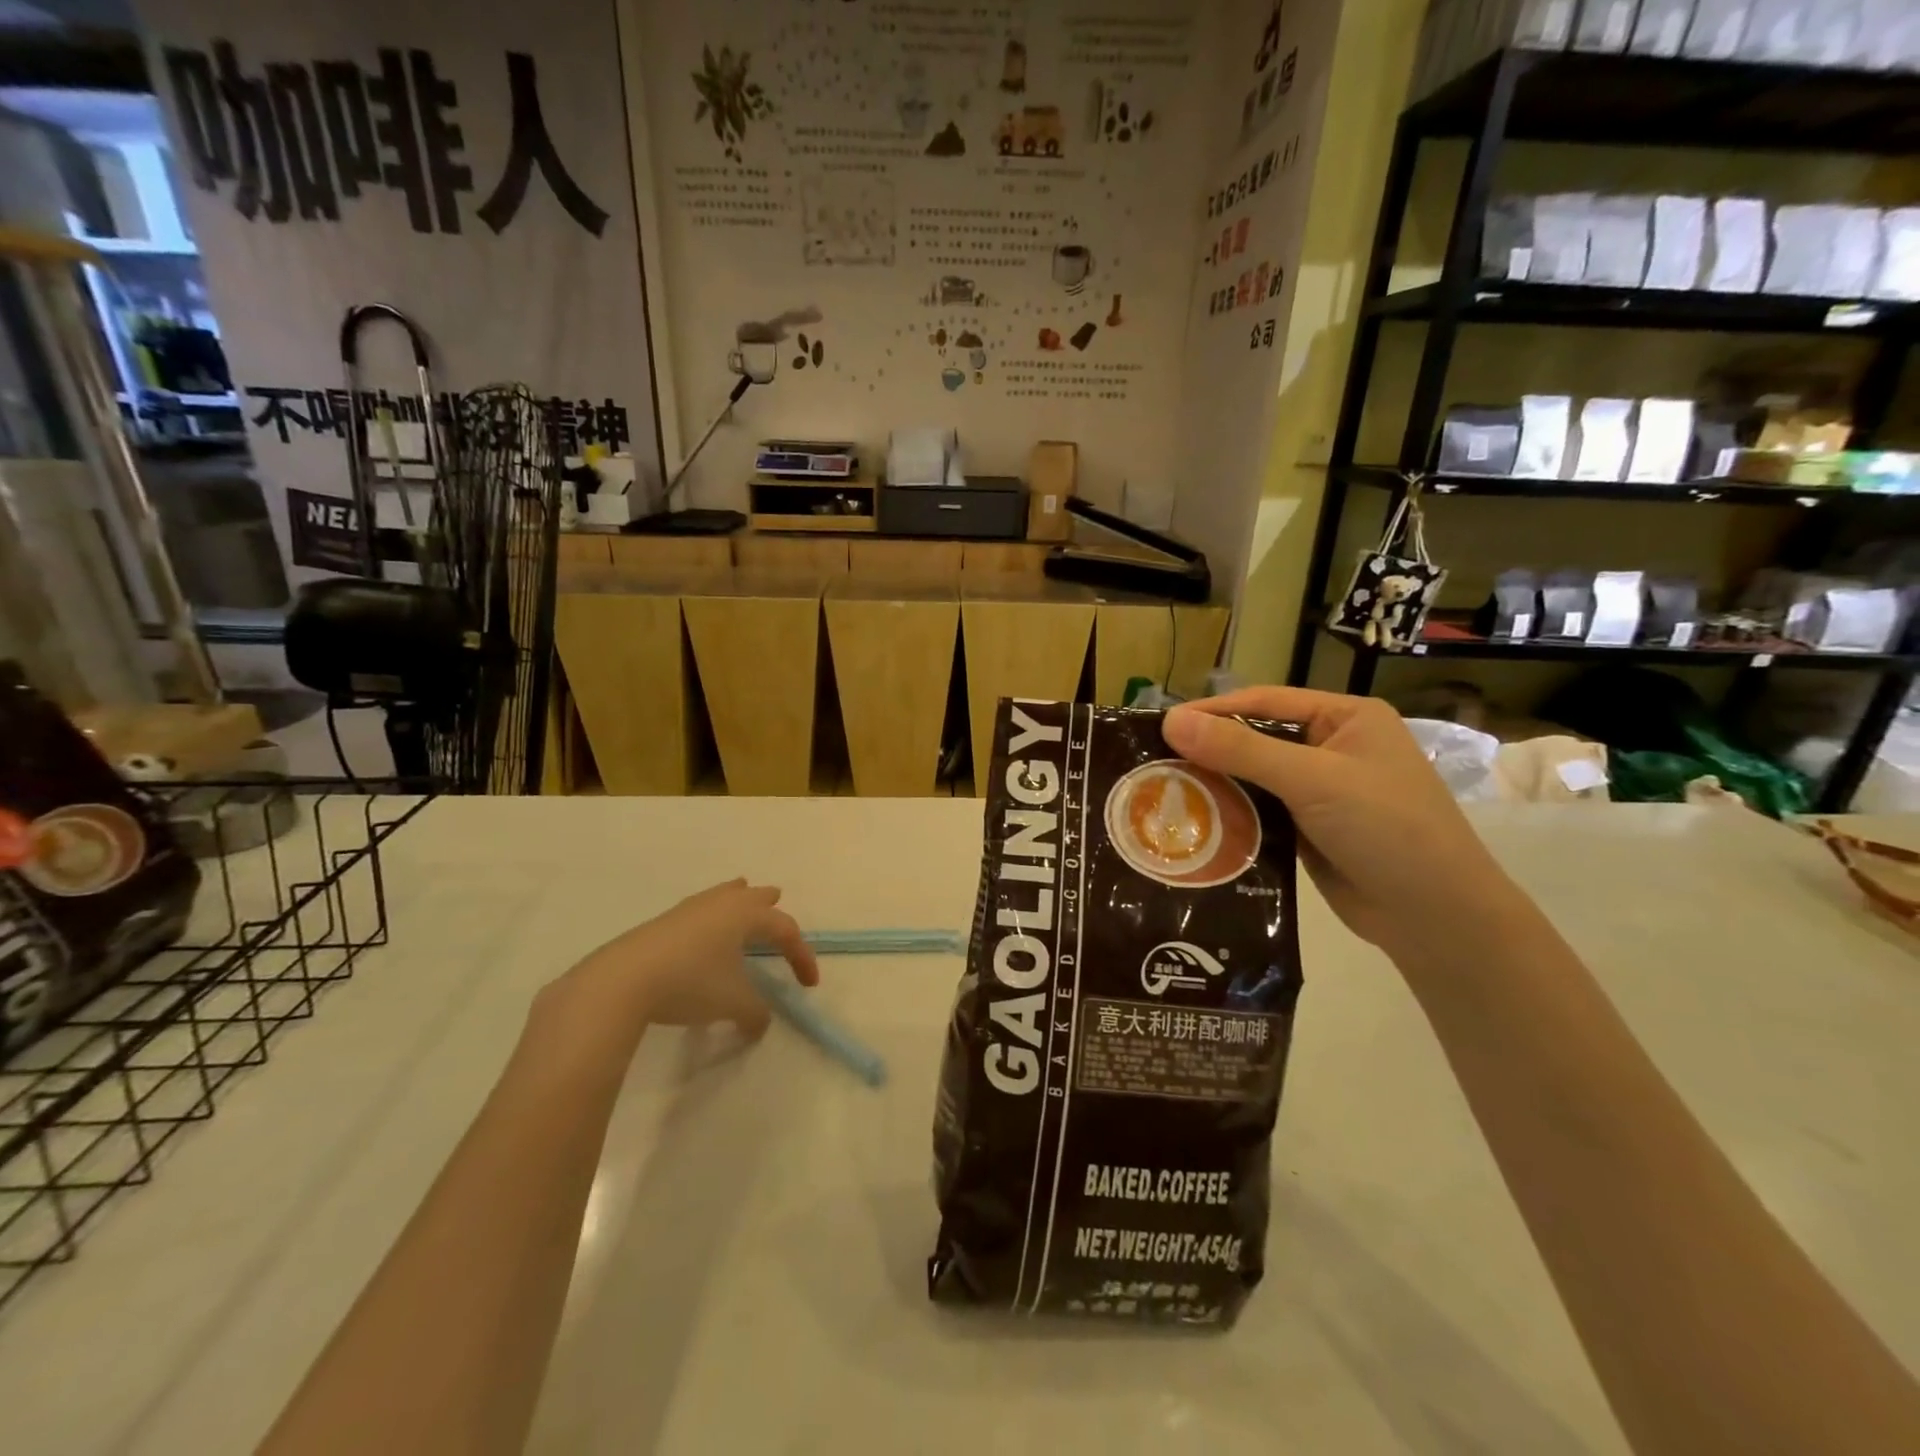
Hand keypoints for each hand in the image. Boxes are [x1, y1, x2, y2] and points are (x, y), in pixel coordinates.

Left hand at [544, 879, 818, 1041]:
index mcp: (745, 915)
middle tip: (777, 901)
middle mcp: (720, 904)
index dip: (802, 956)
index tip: (809, 985)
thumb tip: (760, 1023)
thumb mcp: (732, 1004)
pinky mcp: (663, 923)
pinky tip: (703, 931)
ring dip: (737, 899)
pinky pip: (700, 909)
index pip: (785, 929)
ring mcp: (688, 910)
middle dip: (768, 904)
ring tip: (742, 896)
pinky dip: (712, 914)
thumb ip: (755, 1013)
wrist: (622, 980)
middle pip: (752, 896)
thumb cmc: (690, 984)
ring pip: (722, 895)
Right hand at [1163, 689, 1520, 963]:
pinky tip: (1194, 823)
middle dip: (1209, 752)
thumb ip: (1240, 749)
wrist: (1437, 918)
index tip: (1161, 726)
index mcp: (1345, 718)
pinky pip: (1259, 812)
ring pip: (1253, 779)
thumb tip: (1170, 720)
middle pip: (1255, 740)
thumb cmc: (1386, 828)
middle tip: (1153, 763)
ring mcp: (1321, 792)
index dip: (1212, 712)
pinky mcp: (1308, 830)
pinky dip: (1230, 816)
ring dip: (1216, 786)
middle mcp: (1332, 748)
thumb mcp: (1312, 780)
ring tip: (1162, 793)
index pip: (1264, 702)